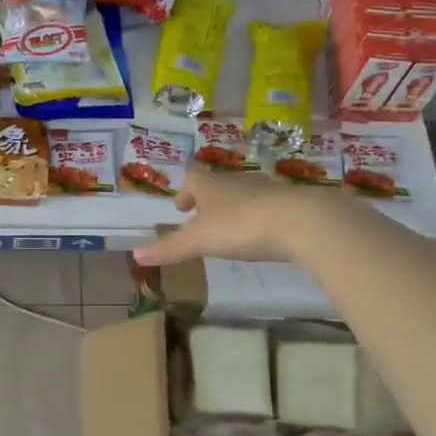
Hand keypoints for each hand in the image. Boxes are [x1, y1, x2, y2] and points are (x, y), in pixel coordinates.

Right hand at [133, 166, 341, 266]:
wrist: (301, 221)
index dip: (185, 191)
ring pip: (245, 194)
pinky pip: (269, 206)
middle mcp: (238, 182)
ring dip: (235, 207)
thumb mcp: (199, 241)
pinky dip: (260, 216)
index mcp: (212, 186)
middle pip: (219, 184)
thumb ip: (169, 248)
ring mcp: (267, 190)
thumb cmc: (241, 226)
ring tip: (231, 227)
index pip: (193, 179)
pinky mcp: (291, 203)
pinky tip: (263, 233)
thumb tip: (135, 255)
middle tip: (202, 217)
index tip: (181, 207)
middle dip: (209, 200)